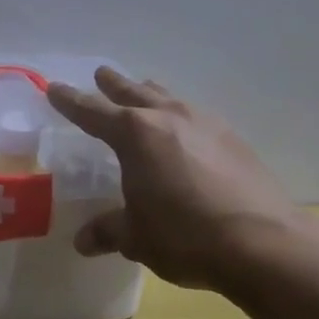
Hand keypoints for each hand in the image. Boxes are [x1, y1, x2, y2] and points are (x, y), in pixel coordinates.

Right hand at [47, 68, 303, 290]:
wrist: (263, 242)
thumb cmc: (185, 235)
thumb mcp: (137, 237)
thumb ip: (108, 231)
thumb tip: (83, 241)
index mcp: (134, 134)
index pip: (92, 111)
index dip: (70, 100)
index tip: (54, 88)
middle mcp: (167, 117)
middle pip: (133, 91)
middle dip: (113, 84)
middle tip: (101, 75)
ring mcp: (205, 123)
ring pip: (168, 97)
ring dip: (150, 94)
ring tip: (144, 92)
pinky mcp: (233, 138)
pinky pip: (196, 116)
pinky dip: (180, 116)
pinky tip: (186, 132)